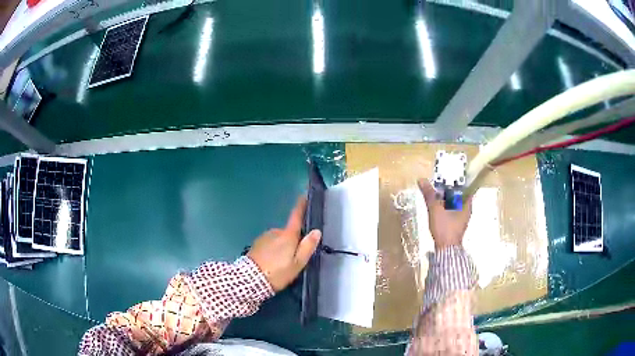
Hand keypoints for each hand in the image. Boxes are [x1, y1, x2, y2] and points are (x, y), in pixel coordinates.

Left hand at [248, 196, 321, 291]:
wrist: (251, 280)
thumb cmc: (278, 272)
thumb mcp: (297, 263)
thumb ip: (307, 247)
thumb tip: (316, 231)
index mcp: (287, 235)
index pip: (296, 216)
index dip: (301, 206)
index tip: (304, 196)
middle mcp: (275, 232)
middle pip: (288, 232)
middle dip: (292, 240)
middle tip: (294, 258)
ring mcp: (264, 237)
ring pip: (278, 239)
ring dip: (281, 246)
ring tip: (281, 264)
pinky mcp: (256, 244)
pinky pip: (269, 244)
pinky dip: (272, 250)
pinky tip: (271, 263)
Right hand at [418, 179, 471, 249]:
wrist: (446, 249)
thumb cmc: (445, 227)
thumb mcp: (435, 208)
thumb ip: (429, 194)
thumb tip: (422, 179)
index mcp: (467, 203)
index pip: (466, 186)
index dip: (458, 180)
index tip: (450, 175)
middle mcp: (467, 209)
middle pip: (461, 194)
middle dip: (451, 189)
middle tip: (440, 182)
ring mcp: (463, 218)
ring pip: (456, 203)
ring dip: (448, 198)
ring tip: (437, 193)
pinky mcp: (457, 224)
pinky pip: (453, 210)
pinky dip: (447, 206)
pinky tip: (439, 207)